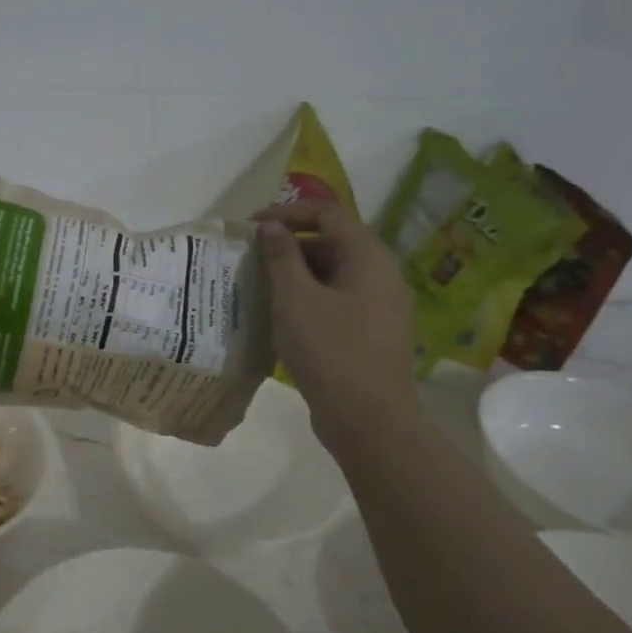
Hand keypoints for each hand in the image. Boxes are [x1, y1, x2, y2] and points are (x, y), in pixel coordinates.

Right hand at [254, 202, 417, 447]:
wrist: (369, 420)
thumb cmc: (330, 351)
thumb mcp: (295, 299)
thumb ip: (281, 257)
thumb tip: (271, 226)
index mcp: (368, 257)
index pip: (328, 213)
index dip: (288, 213)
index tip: (251, 227)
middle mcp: (381, 274)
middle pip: (332, 243)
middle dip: (289, 247)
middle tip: (251, 262)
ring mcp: (380, 306)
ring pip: (333, 275)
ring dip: (296, 276)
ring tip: (259, 290)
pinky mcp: (371, 333)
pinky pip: (337, 302)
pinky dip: (308, 301)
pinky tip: (281, 319)